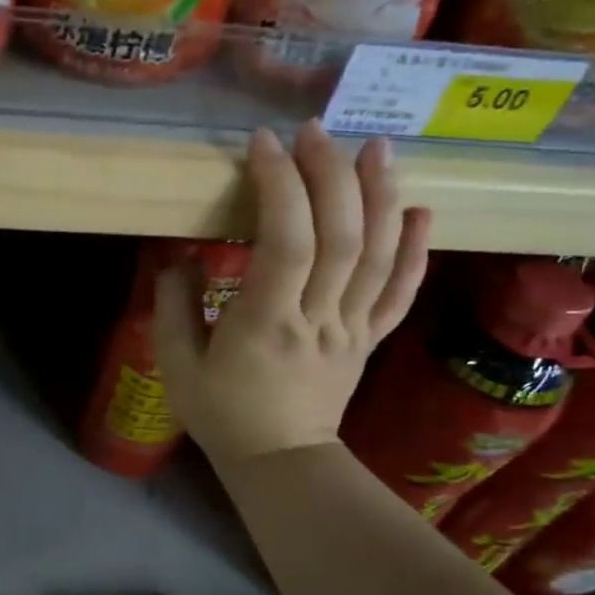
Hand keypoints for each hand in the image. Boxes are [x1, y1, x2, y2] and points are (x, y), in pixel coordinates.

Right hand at [155, 124, 430, 469]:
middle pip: (341, 238)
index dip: (280, 187)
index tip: (264, 144)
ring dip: (381, 196)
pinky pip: (401, 292)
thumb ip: (174, 307)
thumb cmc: (222, 415)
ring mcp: (352, 328)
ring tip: (375, 147)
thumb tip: (180, 257)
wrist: (280, 462)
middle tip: (314, 132)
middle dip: (330, 175)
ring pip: (380, 256)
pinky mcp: (369, 338)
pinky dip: (416, 250)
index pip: (286, 244)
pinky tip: (420, 210)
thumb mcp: (177, 367)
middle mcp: (319, 319)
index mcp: (266, 325)